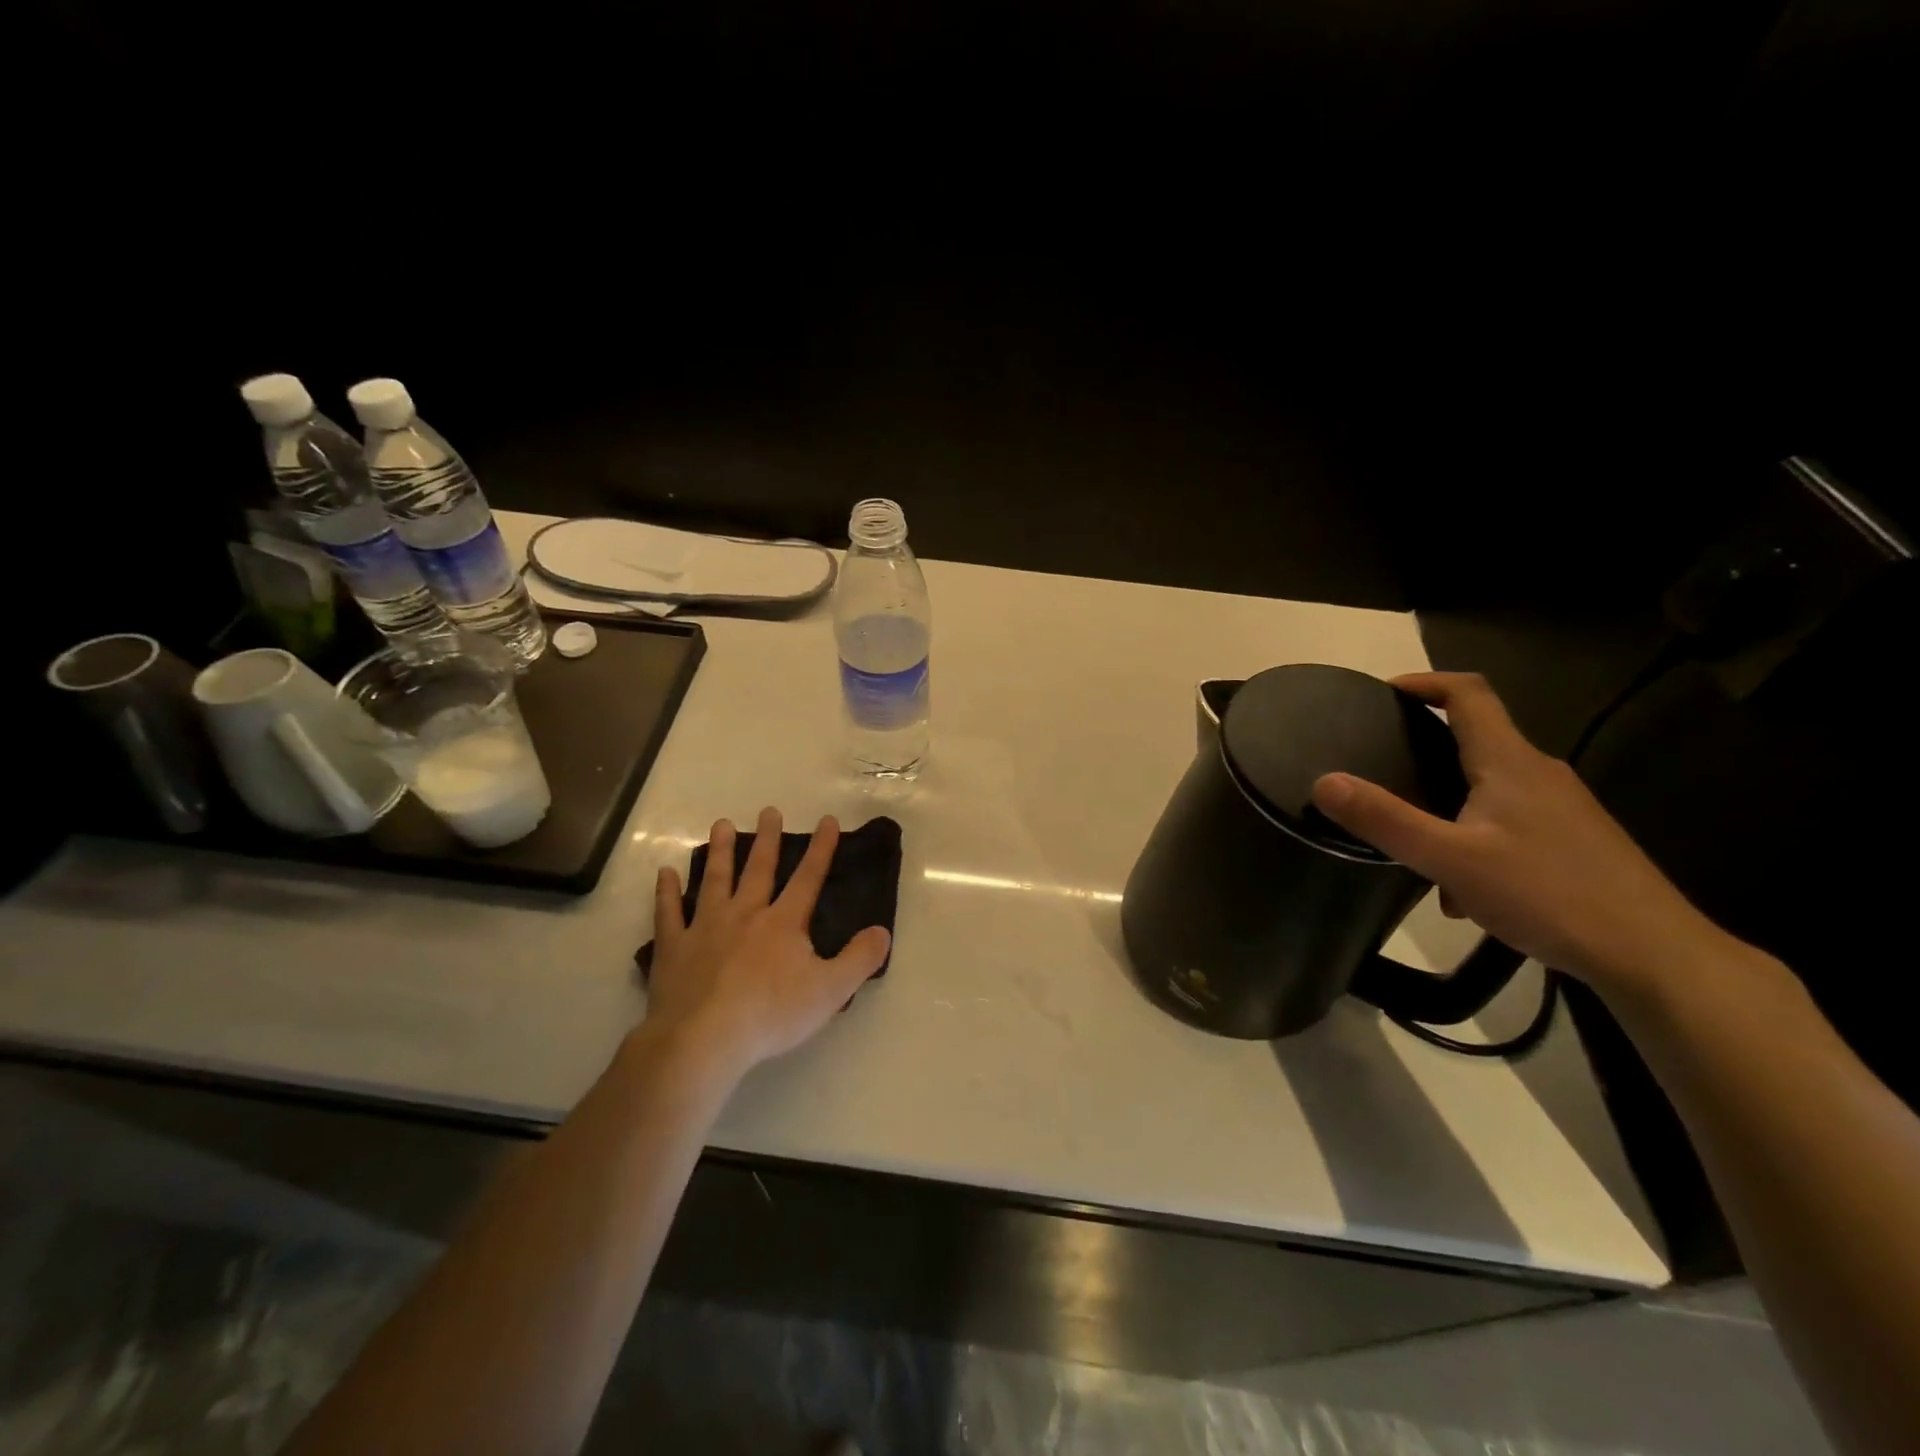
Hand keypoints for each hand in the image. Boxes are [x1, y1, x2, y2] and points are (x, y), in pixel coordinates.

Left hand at [642, 808, 891, 1077]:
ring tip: (722, 824)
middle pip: (758, 870)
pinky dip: (666, 892)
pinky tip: (664, 873)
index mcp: (783, 923)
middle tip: (769, 811)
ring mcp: (705, 927)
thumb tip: (882, 930)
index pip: (808, 878)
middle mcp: (745, 914)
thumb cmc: (771, 1014)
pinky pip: (668, 913)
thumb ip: (860, 959)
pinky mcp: (673, 947)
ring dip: (720, 851)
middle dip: (767, 839)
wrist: (704, 1039)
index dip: (821, 848)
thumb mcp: (831, 990)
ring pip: (714, 880)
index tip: (826, 820)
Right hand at [1310, 672, 1724, 992]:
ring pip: (1489, 789)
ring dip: (1447, 806)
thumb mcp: (1450, 859)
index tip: (1382, 695)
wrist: (1655, 956)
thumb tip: (1324, 781)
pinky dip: (1474, 839)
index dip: (1424, 683)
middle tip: (1380, 769)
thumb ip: (1384, 819)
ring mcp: (1563, 809)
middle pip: (1476, 739)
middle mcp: (1540, 773)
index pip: (1468, 693)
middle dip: (1424, 750)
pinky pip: (1508, 822)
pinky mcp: (1574, 842)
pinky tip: (1464, 892)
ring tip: (1414, 846)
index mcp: (1510, 762)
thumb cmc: (1549, 894)